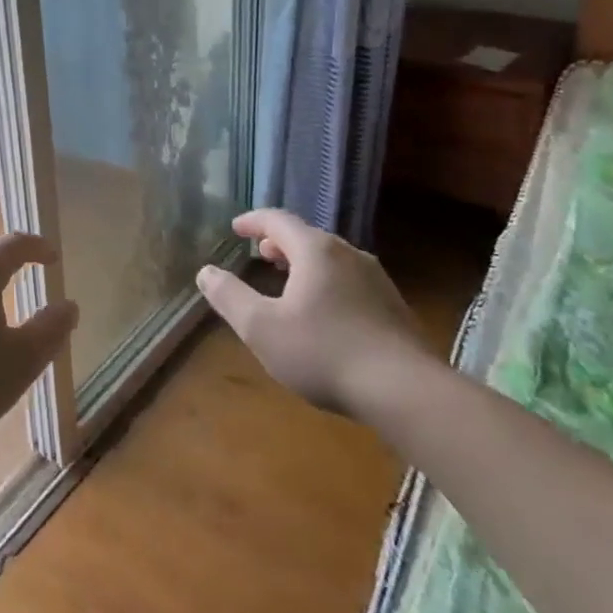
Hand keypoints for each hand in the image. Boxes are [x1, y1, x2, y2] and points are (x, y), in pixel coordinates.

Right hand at [195, 208, 434, 418]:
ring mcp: (377, 280)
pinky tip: (324, 313)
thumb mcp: (261, 328)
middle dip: (280, 243)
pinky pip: (350, 281)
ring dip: (305, 263)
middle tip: (260, 253)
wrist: (406, 392)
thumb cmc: (324, 352)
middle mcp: (349, 254)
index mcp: (315, 251)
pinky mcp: (393, 307)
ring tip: (288, 280)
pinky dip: (327, 283)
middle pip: (308, 237)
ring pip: (332, 259)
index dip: (253, 221)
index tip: (235, 227)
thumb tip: (206, 272)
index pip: (278, 220)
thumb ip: (230, 297)